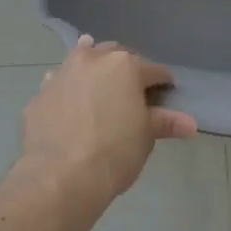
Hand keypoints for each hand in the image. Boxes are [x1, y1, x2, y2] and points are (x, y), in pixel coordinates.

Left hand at [16, 36, 194, 212]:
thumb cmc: (114, 152)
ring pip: (81, 59)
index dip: (162, 82)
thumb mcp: (145, 137)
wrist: (60, 176)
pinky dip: (66, 88)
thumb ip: (165, 122)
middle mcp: (92, 60)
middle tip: (131, 88)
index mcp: (125, 65)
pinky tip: (68, 103)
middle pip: (115, 54)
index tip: (166, 93)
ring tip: (97, 80)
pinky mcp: (39, 94)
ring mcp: (62, 73)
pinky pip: (57, 83)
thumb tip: (191, 124)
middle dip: (125, 67)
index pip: (153, 70)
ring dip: (92, 66)